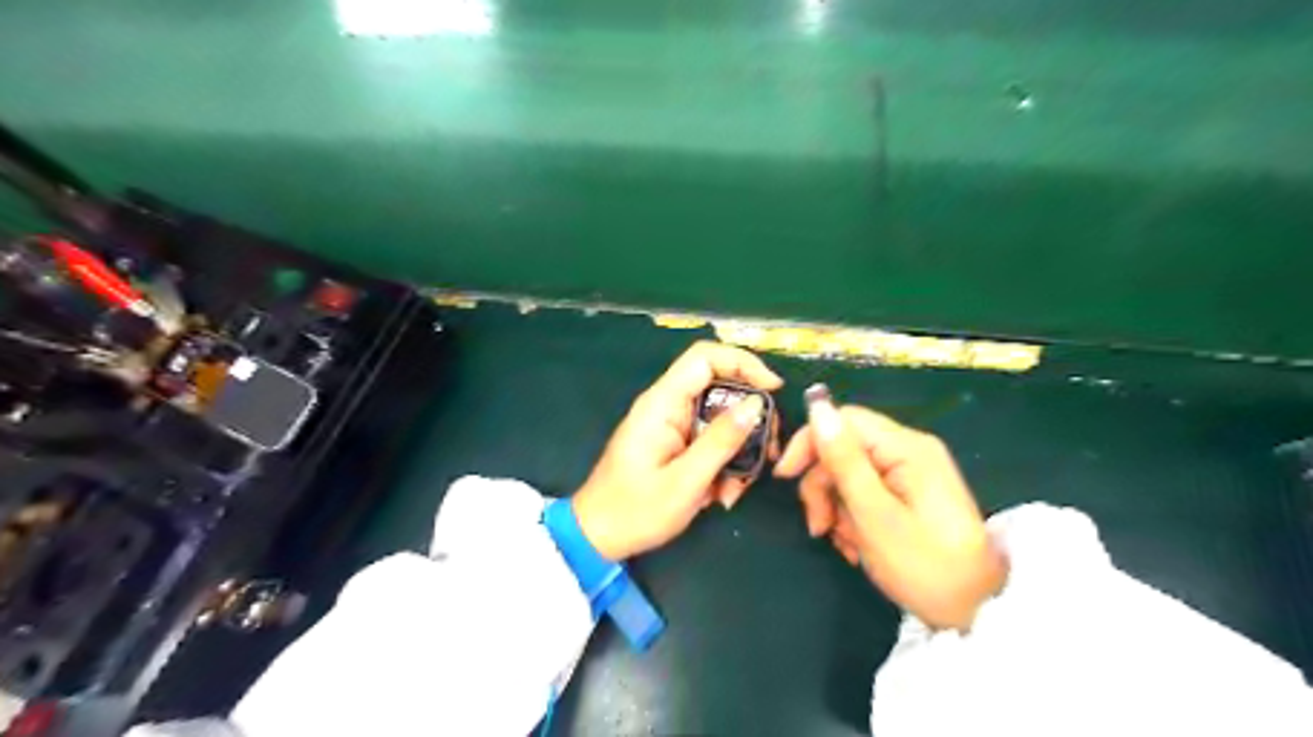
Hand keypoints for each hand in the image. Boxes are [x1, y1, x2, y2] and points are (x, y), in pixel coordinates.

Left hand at [573, 344, 778, 561]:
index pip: (705, 358)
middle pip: (721, 388)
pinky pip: (711, 441)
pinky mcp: (677, 443)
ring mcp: (673, 424)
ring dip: (738, 451)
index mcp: (662, 403)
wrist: (598, 537)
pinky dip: (724, 464)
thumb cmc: (635, 511)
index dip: (743, 363)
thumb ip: (721, 441)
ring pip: (721, 419)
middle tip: (769, 451)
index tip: (774, 390)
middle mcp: (668, 405)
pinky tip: (722, 495)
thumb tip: (756, 403)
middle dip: (749, 420)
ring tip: (735, 489)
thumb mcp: (685, 481)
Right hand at [772, 393, 1007, 628]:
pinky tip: (857, 545)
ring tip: (843, 543)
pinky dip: (852, 516)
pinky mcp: (909, 493)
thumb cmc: (925, 566)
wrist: (978, 613)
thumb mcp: (875, 515)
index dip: (810, 443)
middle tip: (819, 528)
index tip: (785, 478)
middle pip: (844, 448)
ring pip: (850, 473)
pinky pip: (866, 491)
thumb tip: (817, 405)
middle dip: (822, 486)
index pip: (843, 420)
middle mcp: (909, 450)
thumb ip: (844, 460)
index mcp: (906, 448)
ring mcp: (911, 472)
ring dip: (835, 507)